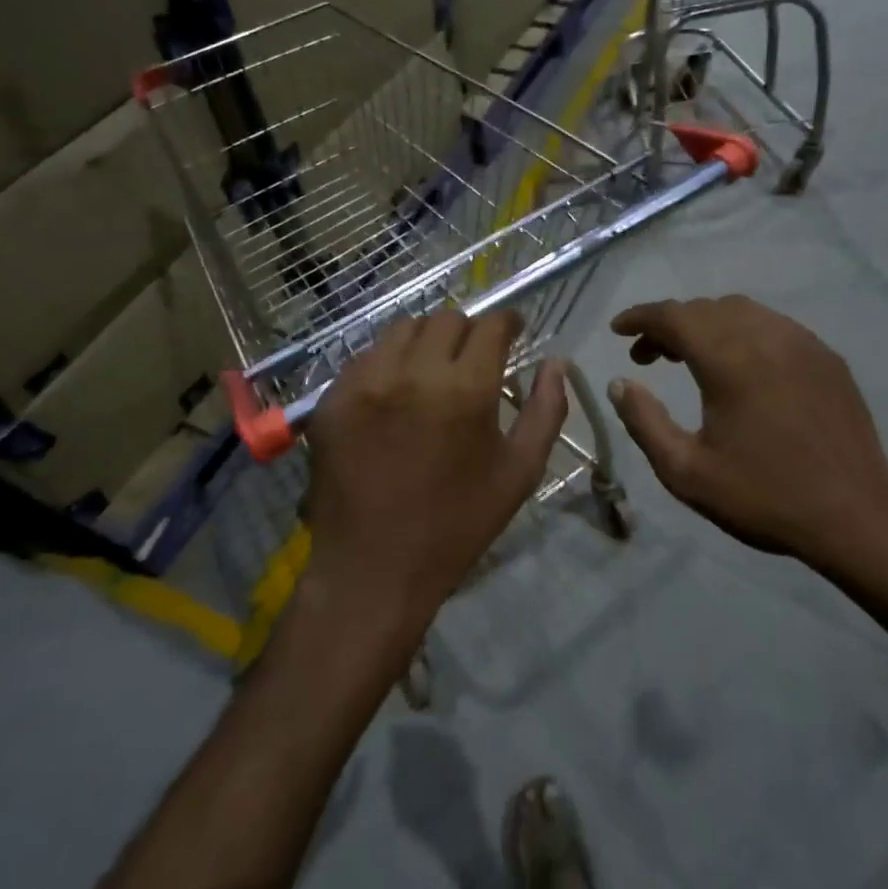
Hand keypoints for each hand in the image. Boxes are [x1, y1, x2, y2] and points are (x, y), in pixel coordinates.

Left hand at [300, 309, 568, 646]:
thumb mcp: (520, 472)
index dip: (508, 322)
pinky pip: (365, 358)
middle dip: (468, 331)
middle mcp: (412, 372)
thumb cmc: (458, 524)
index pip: (490, 325)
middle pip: (446, 318)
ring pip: (401, 330)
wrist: (375, 569)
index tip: (513, 331)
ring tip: (431, 370)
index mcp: (466, 389)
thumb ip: (546, 410)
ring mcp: (365, 382)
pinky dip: (387, 363)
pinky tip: (394, 394)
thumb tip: (556, 362)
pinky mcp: (331, 398)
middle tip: (473, 358)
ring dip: (425, 341)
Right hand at [606, 296, 887, 583]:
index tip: (618, 330)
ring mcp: (802, 343)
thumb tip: (619, 383)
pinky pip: (773, 325)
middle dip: (669, 324)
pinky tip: (739, 366)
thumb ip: (643, 421)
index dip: (640, 317)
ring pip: (741, 311)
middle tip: (647, 357)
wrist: (854, 517)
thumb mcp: (685, 471)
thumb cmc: (763, 495)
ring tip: (689, 358)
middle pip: (705, 309)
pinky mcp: (827, 357)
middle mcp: (766, 337)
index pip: (673, 316)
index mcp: (729, 360)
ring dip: (706, 324)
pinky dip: (742, 331)